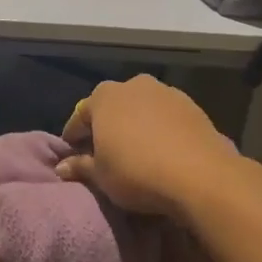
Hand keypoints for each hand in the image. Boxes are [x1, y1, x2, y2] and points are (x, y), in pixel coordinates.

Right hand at [57, 75, 247, 216]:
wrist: (200, 176)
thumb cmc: (137, 172)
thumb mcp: (101, 176)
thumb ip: (80, 167)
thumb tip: (62, 167)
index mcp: (103, 97)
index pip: (80, 116)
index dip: (74, 136)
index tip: (73, 153)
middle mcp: (133, 85)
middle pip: (112, 106)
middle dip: (107, 126)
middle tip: (105, 152)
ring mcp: (166, 92)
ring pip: (142, 108)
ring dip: (136, 125)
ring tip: (137, 151)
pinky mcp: (192, 106)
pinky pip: (166, 117)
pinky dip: (160, 129)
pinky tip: (163, 150)